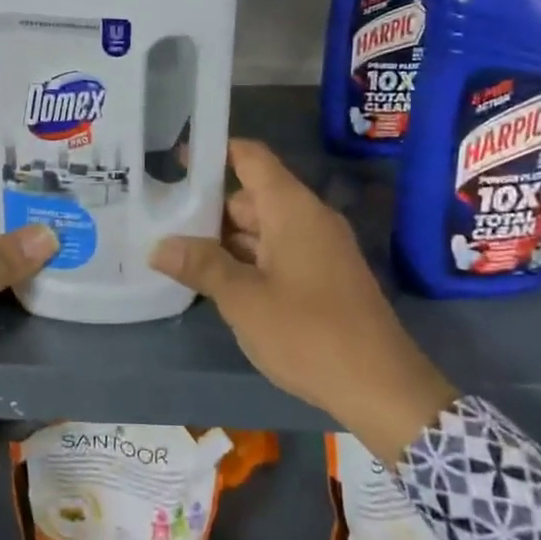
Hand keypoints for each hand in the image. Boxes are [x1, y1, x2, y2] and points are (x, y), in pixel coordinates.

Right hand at [148, 139, 457, 457]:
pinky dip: (247, 260)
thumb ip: (201, 266)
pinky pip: (278, 253)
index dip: (214, 151)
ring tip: (178, 252)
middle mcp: (308, 219)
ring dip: (225, 240)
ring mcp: (320, 248)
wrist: (382, 388)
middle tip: (160, 219)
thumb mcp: (243, 300)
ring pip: (263, 228)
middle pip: (251, 197)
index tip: (175, 159)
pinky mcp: (324, 277)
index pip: (251, 158)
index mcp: (292, 209)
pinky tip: (217, 282)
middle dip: (208, 209)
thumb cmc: (308, 333)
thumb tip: (159, 246)